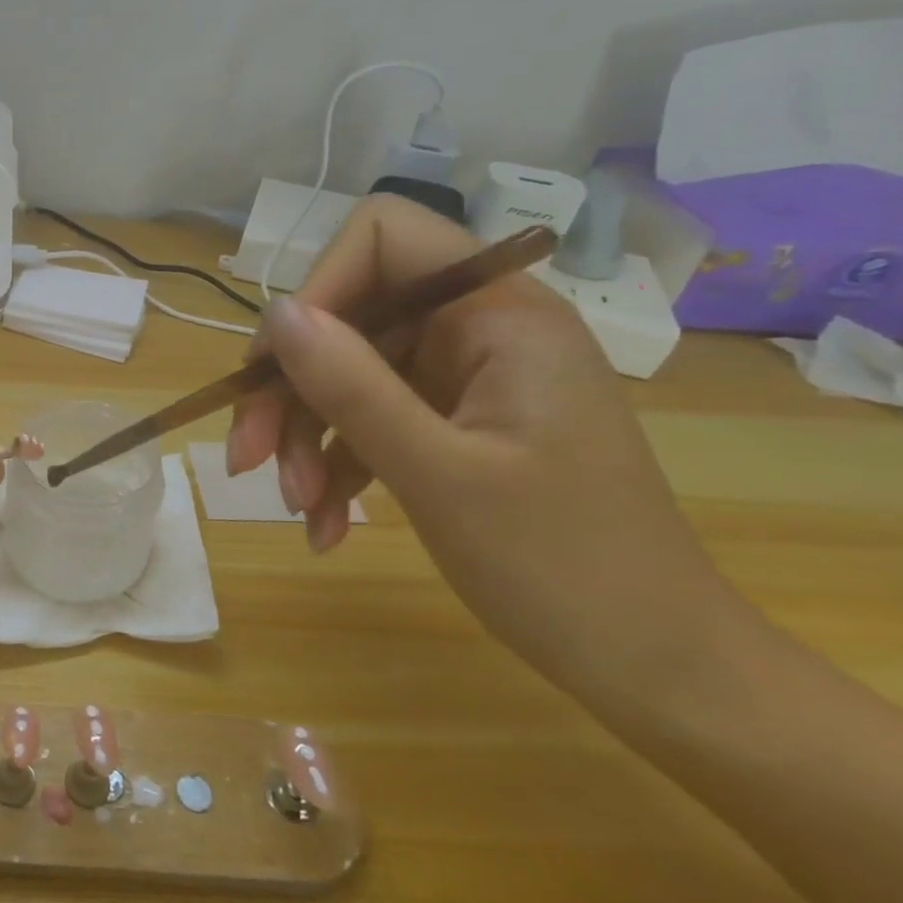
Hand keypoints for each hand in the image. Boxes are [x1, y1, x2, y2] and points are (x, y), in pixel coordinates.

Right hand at [226, 195, 730, 694]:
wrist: (653, 665)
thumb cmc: (562, 566)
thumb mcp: (439, 474)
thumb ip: (352, 386)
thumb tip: (275, 314)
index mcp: (500, 315)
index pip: (384, 237)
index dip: (318, 286)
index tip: (279, 365)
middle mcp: (479, 330)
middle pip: (348, 318)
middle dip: (290, 388)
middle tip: (249, 458)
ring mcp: (464, 380)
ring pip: (346, 375)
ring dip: (304, 437)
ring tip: (296, 508)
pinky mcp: (451, 425)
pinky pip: (368, 421)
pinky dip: (335, 467)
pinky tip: (323, 527)